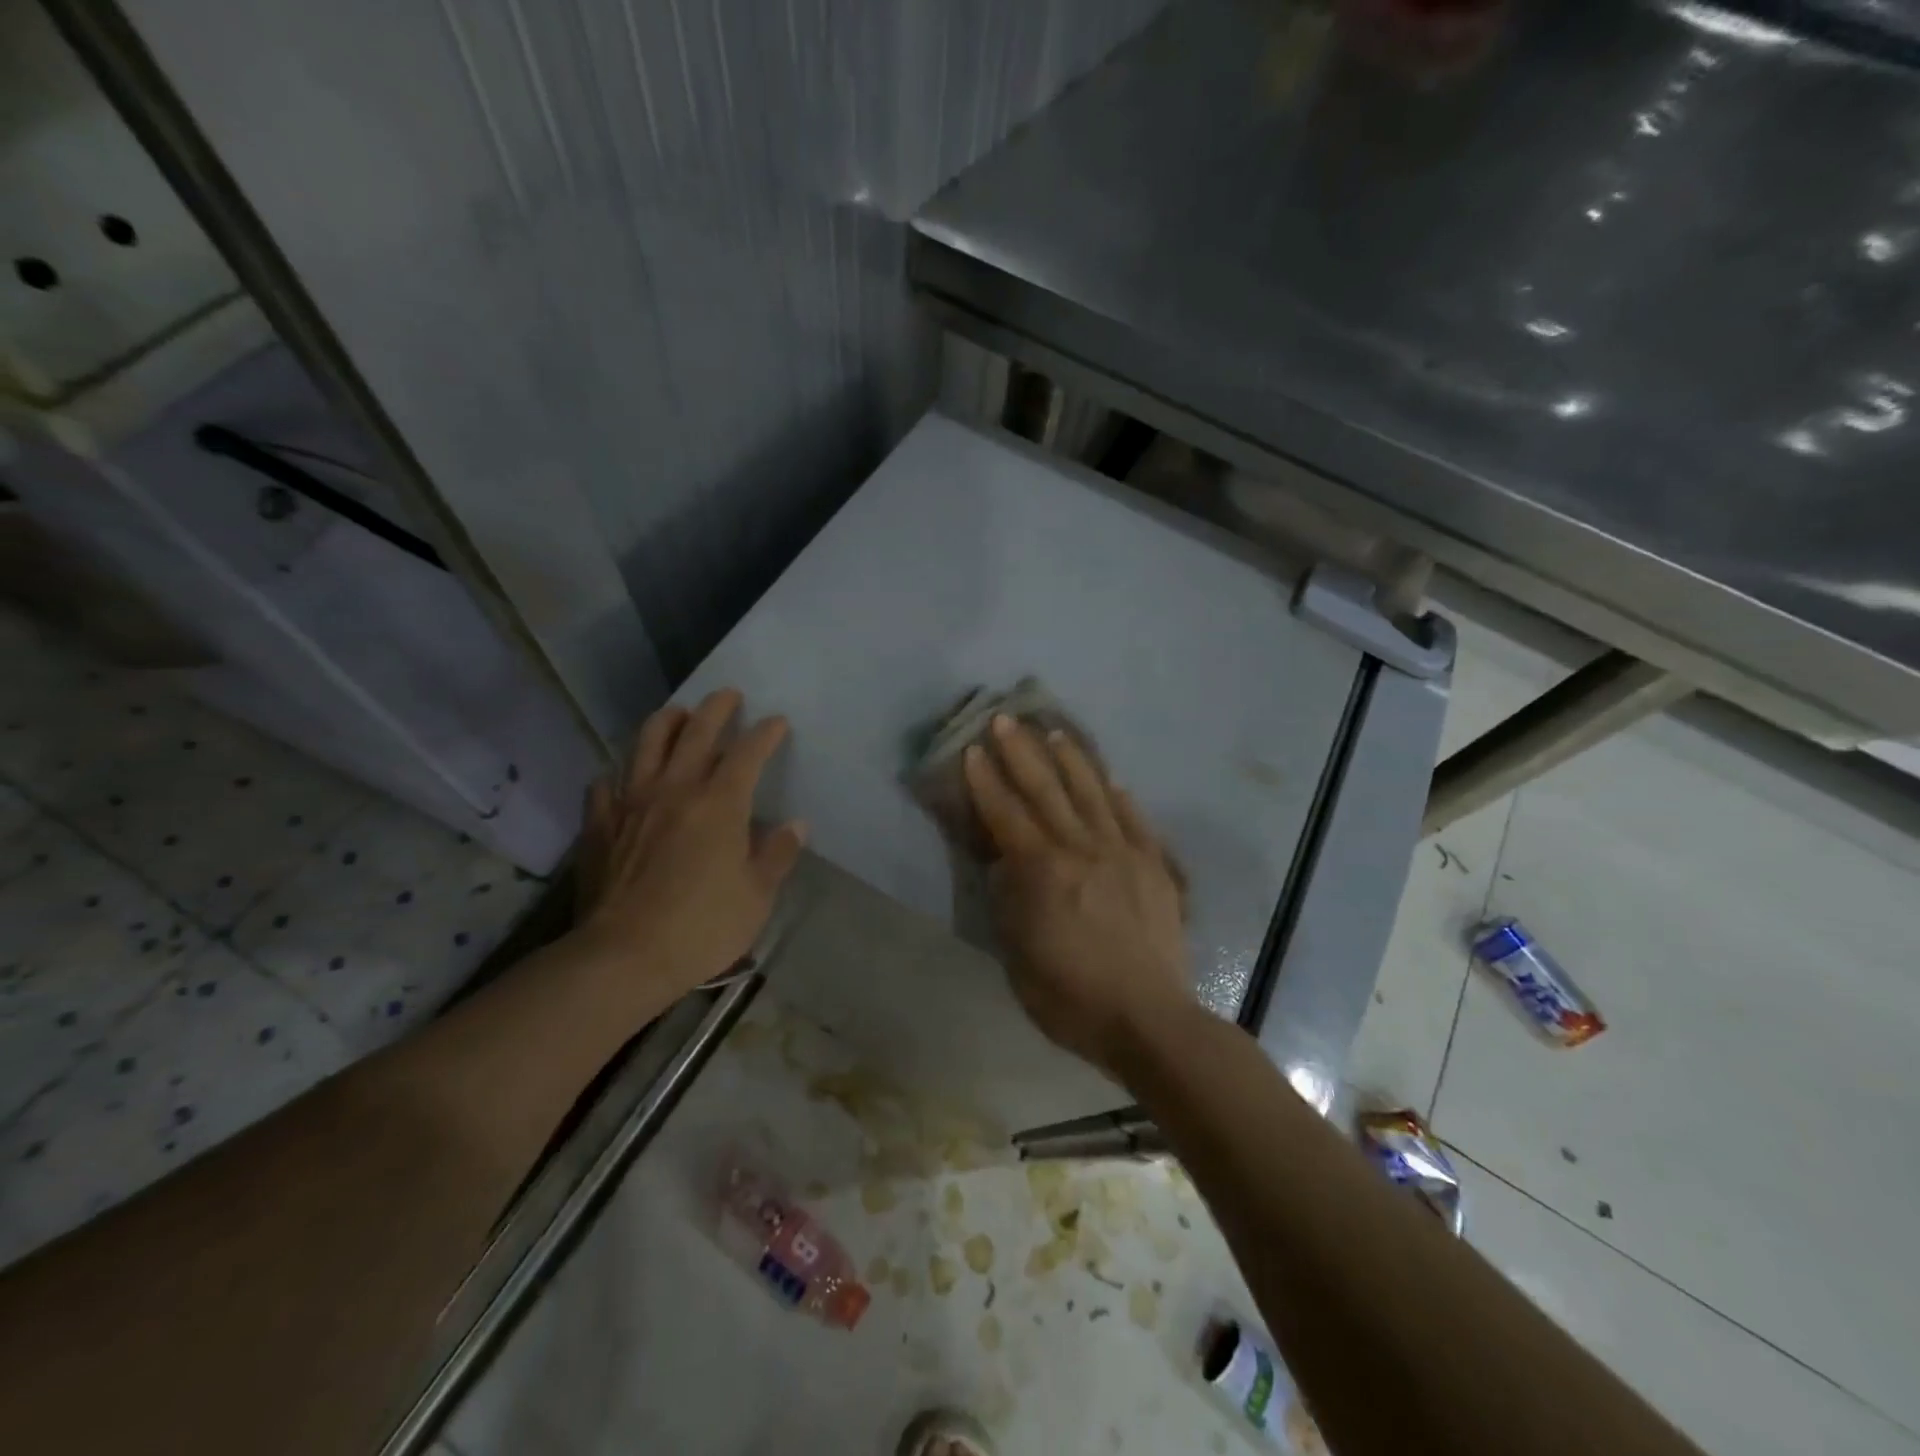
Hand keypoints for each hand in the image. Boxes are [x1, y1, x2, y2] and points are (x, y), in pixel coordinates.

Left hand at [573, 689, 804, 1004]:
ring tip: (678, 713)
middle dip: (716, 708)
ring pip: (647, 743)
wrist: (624, 956)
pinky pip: (606, 784)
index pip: (747, 752)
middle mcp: (675, 789)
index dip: (765, 733)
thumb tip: (795, 825)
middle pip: (696, 731)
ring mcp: (632, 802)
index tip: (777, 722)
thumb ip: (777, 854)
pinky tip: (623, 777)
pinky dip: (619, 773)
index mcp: (720, 803)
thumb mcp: (757, 896)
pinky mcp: (600, 824)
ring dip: (666, 721)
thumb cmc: (702, 926)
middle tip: (729, 694)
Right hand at [963, 714, 1191, 1078]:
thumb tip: (1005, 864)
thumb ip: (1009, 902)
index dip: (986, 781)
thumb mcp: (1018, 956)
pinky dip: (1119, 797)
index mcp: (1043, 871)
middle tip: (1005, 719)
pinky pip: (1134, 820)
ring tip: (1055, 733)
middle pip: (1047, 790)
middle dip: (1022, 753)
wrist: (1150, 1020)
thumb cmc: (1072, 997)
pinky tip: (1112, 781)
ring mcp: (1123, 853)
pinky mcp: (1154, 866)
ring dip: (1071, 760)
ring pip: (1093, 794)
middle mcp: (1082, 849)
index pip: (1007, 814)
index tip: (972, 750)